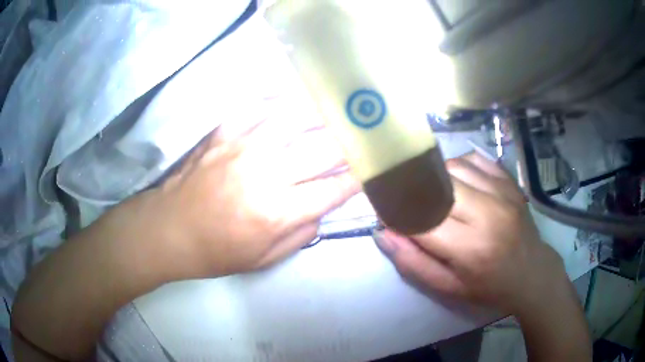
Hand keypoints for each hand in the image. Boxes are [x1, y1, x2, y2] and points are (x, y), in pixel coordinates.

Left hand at [135, 111, 359, 278]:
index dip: (357, 178)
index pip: (333, 188)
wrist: (169, 229)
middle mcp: (267, 173)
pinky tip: (296, 98)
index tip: (371, 168)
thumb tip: (323, 206)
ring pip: (296, 117)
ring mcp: (244, 146)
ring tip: (339, 107)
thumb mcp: (264, 259)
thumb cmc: (216, 251)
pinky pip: (260, 106)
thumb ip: (302, 233)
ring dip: (323, 112)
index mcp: (278, 212)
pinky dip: (283, 99)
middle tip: (364, 134)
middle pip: (323, 148)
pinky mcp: (224, 132)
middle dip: (350, 142)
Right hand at [373, 153, 566, 314]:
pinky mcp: (509, 182)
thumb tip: (383, 233)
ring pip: (454, 166)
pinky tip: (456, 181)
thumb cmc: (489, 287)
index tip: (384, 211)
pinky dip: (458, 165)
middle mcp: (487, 213)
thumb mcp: (448, 288)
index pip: (421, 220)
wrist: (532, 273)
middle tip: (406, 199)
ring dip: (435, 177)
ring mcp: (502, 192)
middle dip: (414, 190)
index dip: (397, 214)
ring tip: (432, 193)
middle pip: (438, 185)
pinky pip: (475, 160)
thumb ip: (413, 263)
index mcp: (471, 248)